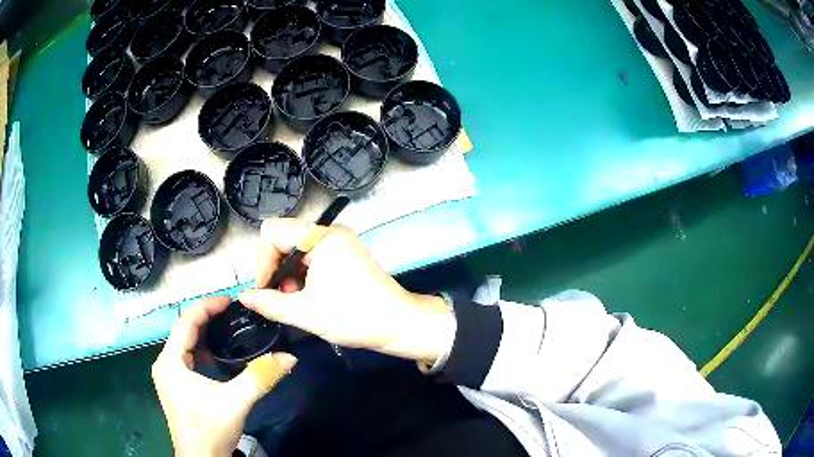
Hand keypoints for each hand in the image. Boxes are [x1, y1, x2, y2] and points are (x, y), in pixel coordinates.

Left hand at [152, 297, 297, 456]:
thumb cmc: (209, 428)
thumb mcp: (235, 402)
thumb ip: (260, 377)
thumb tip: (289, 358)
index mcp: (170, 360)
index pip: (186, 321)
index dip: (207, 307)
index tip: (231, 301)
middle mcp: (164, 363)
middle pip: (184, 331)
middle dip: (208, 320)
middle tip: (234, 315)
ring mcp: (168, 376)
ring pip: (185, 345)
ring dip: (205, 336)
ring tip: (228, 330)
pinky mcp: (175, 386)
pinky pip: (187, 359)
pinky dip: (202, 352)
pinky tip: (218, 358)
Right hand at [239, 219, 454, 361]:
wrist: (398, 325)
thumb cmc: (354, 317)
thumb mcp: (304, 312)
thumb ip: (268, 302)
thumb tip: (243, 296)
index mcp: (321, 237)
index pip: (272, 231)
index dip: (262, 261)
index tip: (265, 290)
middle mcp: (330, 231)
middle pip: (284, 239)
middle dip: (276, 270)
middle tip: (283, 298)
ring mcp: (339, 241)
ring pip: (296, 250)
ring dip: (289, 275)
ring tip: (296, 301)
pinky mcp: (344, 253)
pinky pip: (311, 257)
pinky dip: (303, 275)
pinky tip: (308, 296)